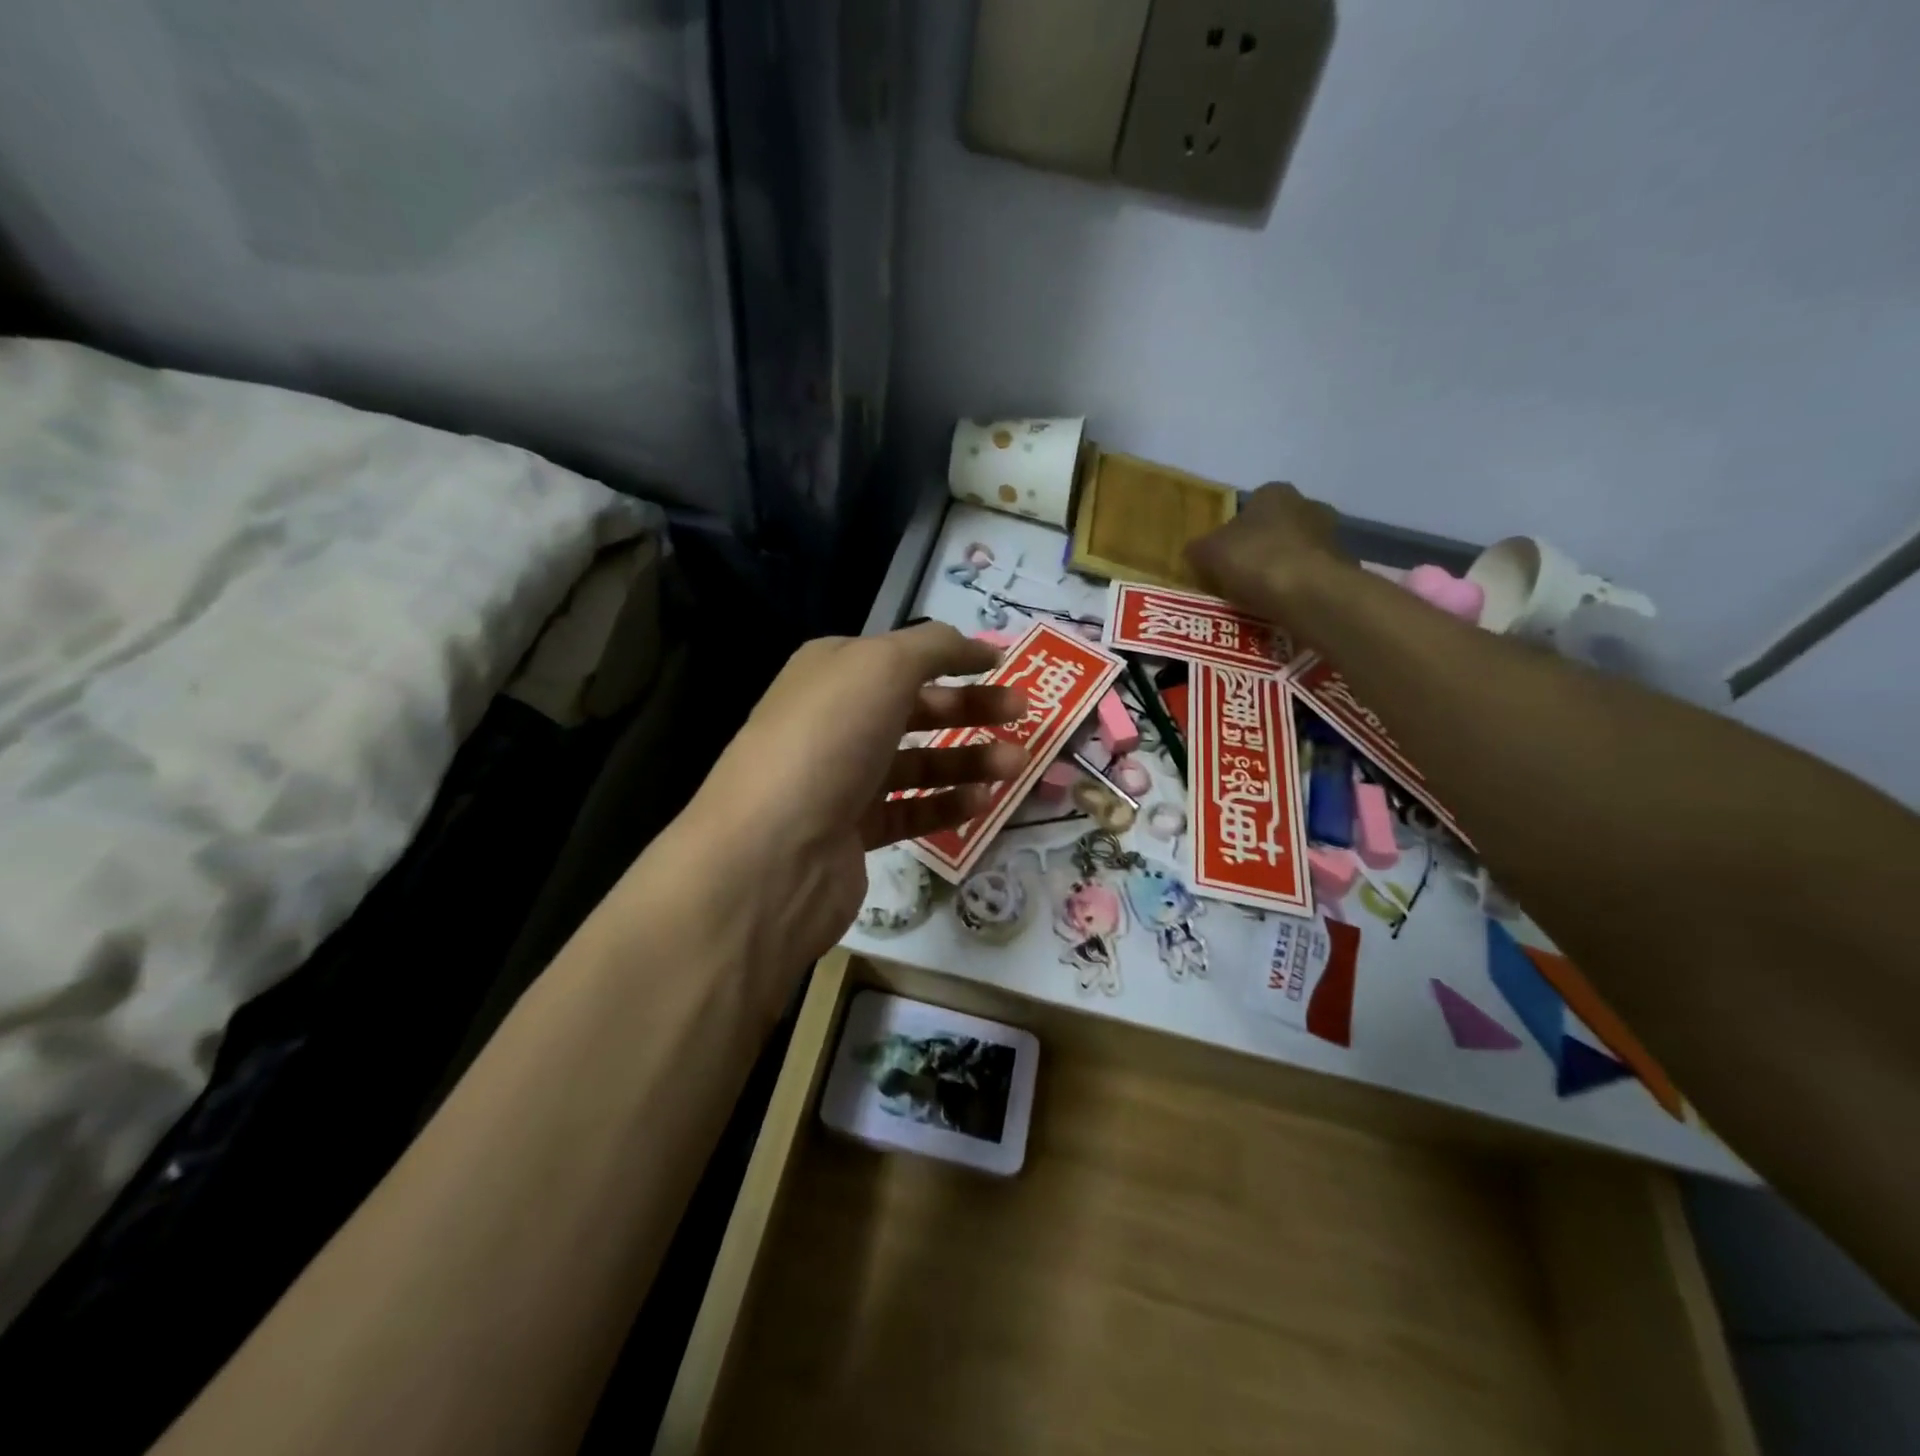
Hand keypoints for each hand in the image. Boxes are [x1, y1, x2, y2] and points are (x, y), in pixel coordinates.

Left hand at [658, 623, 1026, 991]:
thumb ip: (932, 647)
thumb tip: (967, 644)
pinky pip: (908, 812)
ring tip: (1016, 764)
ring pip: (916, 763)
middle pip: (914, 709)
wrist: (773, 853)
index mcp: (832, 673)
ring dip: (969, 759)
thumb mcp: (882, 667)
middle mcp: (833, 722)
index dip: (952, 656)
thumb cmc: (829, 740)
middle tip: (1022, 713)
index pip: (900, 656)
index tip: (1003, 664)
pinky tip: (983, 802)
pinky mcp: (851, 833)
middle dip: (970, 707)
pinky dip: (945, 805)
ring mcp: (840, 781)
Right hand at [1186, 482, 1344, 623]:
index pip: (1250, 506)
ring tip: (1257, 598)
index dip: (1233, 531)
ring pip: (1294, 553)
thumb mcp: (1207, 553)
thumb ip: (1198, 548)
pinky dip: (1295, 590)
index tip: (1222, 556)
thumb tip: (1194, 551)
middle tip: (1237, 578)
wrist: (1309, 593)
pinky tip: (1279, 609)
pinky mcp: (1342, 569)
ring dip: (1278, 571)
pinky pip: (1309, 578)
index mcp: (1274, 493)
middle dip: (1259, 549)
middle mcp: (1307, 505)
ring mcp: (1330, 537)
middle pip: (1275, 529)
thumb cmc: (1255, 560)